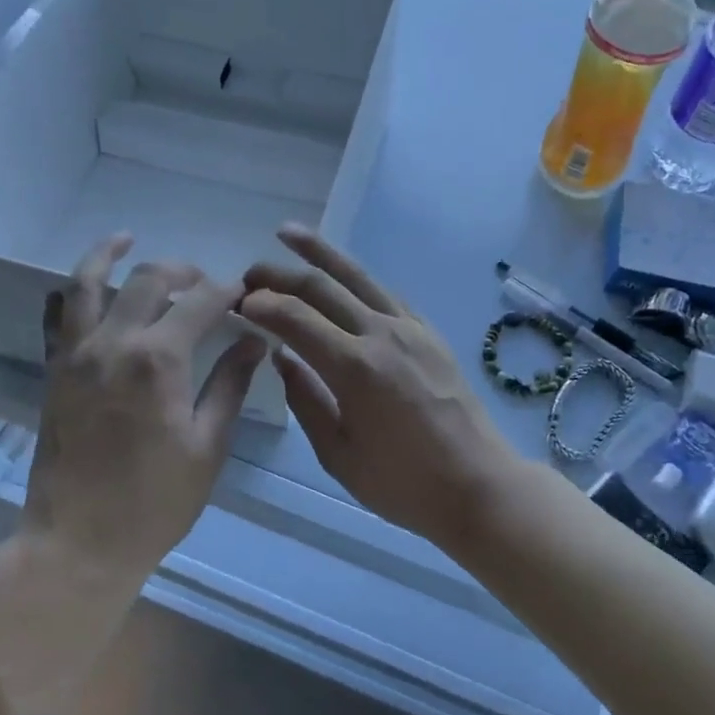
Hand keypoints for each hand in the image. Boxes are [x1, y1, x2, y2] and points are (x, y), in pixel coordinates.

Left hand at [24, 233, 265, 578]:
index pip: (201, 302)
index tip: (246, 292)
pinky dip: (73, 293)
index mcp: (159, 360)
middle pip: (148, 280)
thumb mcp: (208, 445)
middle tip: (206, 281)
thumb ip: (230, 384)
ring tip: (126, 238)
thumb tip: (255, 342)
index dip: (228, 290)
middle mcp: (114, 343)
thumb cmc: (155, 501)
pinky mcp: (55, 373)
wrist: (77, 543)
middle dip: (183, 270)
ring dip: (109, 255)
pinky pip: (58, 317)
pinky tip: (86, 287)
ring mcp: (76, 355)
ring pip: (87, 283)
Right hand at [240, 226, 529, 546]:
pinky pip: (385, 293)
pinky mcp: (429, 332)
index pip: (295, 318)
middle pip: (322, 287)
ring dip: (321, 252)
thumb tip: (282, 358)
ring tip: (290, 233)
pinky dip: (357, 279)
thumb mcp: (338, 454)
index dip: (262, 304)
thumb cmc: (403, 482)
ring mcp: (410, 328)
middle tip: (249, 274)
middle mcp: (381, 334)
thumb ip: (306, 400)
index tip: (238, 302)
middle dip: (280, 275)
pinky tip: (343, 277)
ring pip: (358, 277)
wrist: (476, 482)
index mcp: (354, 367)